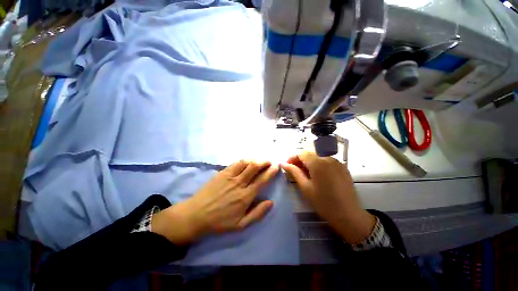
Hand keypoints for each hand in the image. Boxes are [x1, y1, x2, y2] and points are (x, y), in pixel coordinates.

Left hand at [152, 160, 278, 244]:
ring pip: (246, 163)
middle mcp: (239, 183)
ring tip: (259, 161)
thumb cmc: (220, 221)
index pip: (262, 180)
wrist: (197, 215)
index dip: (271, 172)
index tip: (276, 167)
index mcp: (245, 196)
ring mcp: (230, 176)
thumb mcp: (241, 225)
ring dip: (255, 160)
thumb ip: (257, 213)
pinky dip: (244, 161)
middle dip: (264, 162)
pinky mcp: (222, 173)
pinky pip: (235, 163)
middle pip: (255, 167)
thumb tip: (271, 202)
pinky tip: (246, 162)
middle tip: (269, 162)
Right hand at [281, 152, 374, 243]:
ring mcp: (337, 162)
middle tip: (295, 170)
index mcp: (318, 163)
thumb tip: (284, 164)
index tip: (287, 166)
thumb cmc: (324, 202)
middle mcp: (328, 158)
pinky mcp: (343, 167)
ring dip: (309, 162)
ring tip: (305, 173)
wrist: (349, 215)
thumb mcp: (305, 188)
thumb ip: (294, 173)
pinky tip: (317, 175)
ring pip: (318, 156)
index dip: (292, 158)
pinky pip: (327, 161)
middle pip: (310, 154)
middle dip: (300, 160)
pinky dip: (319, 164)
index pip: (301, 153)